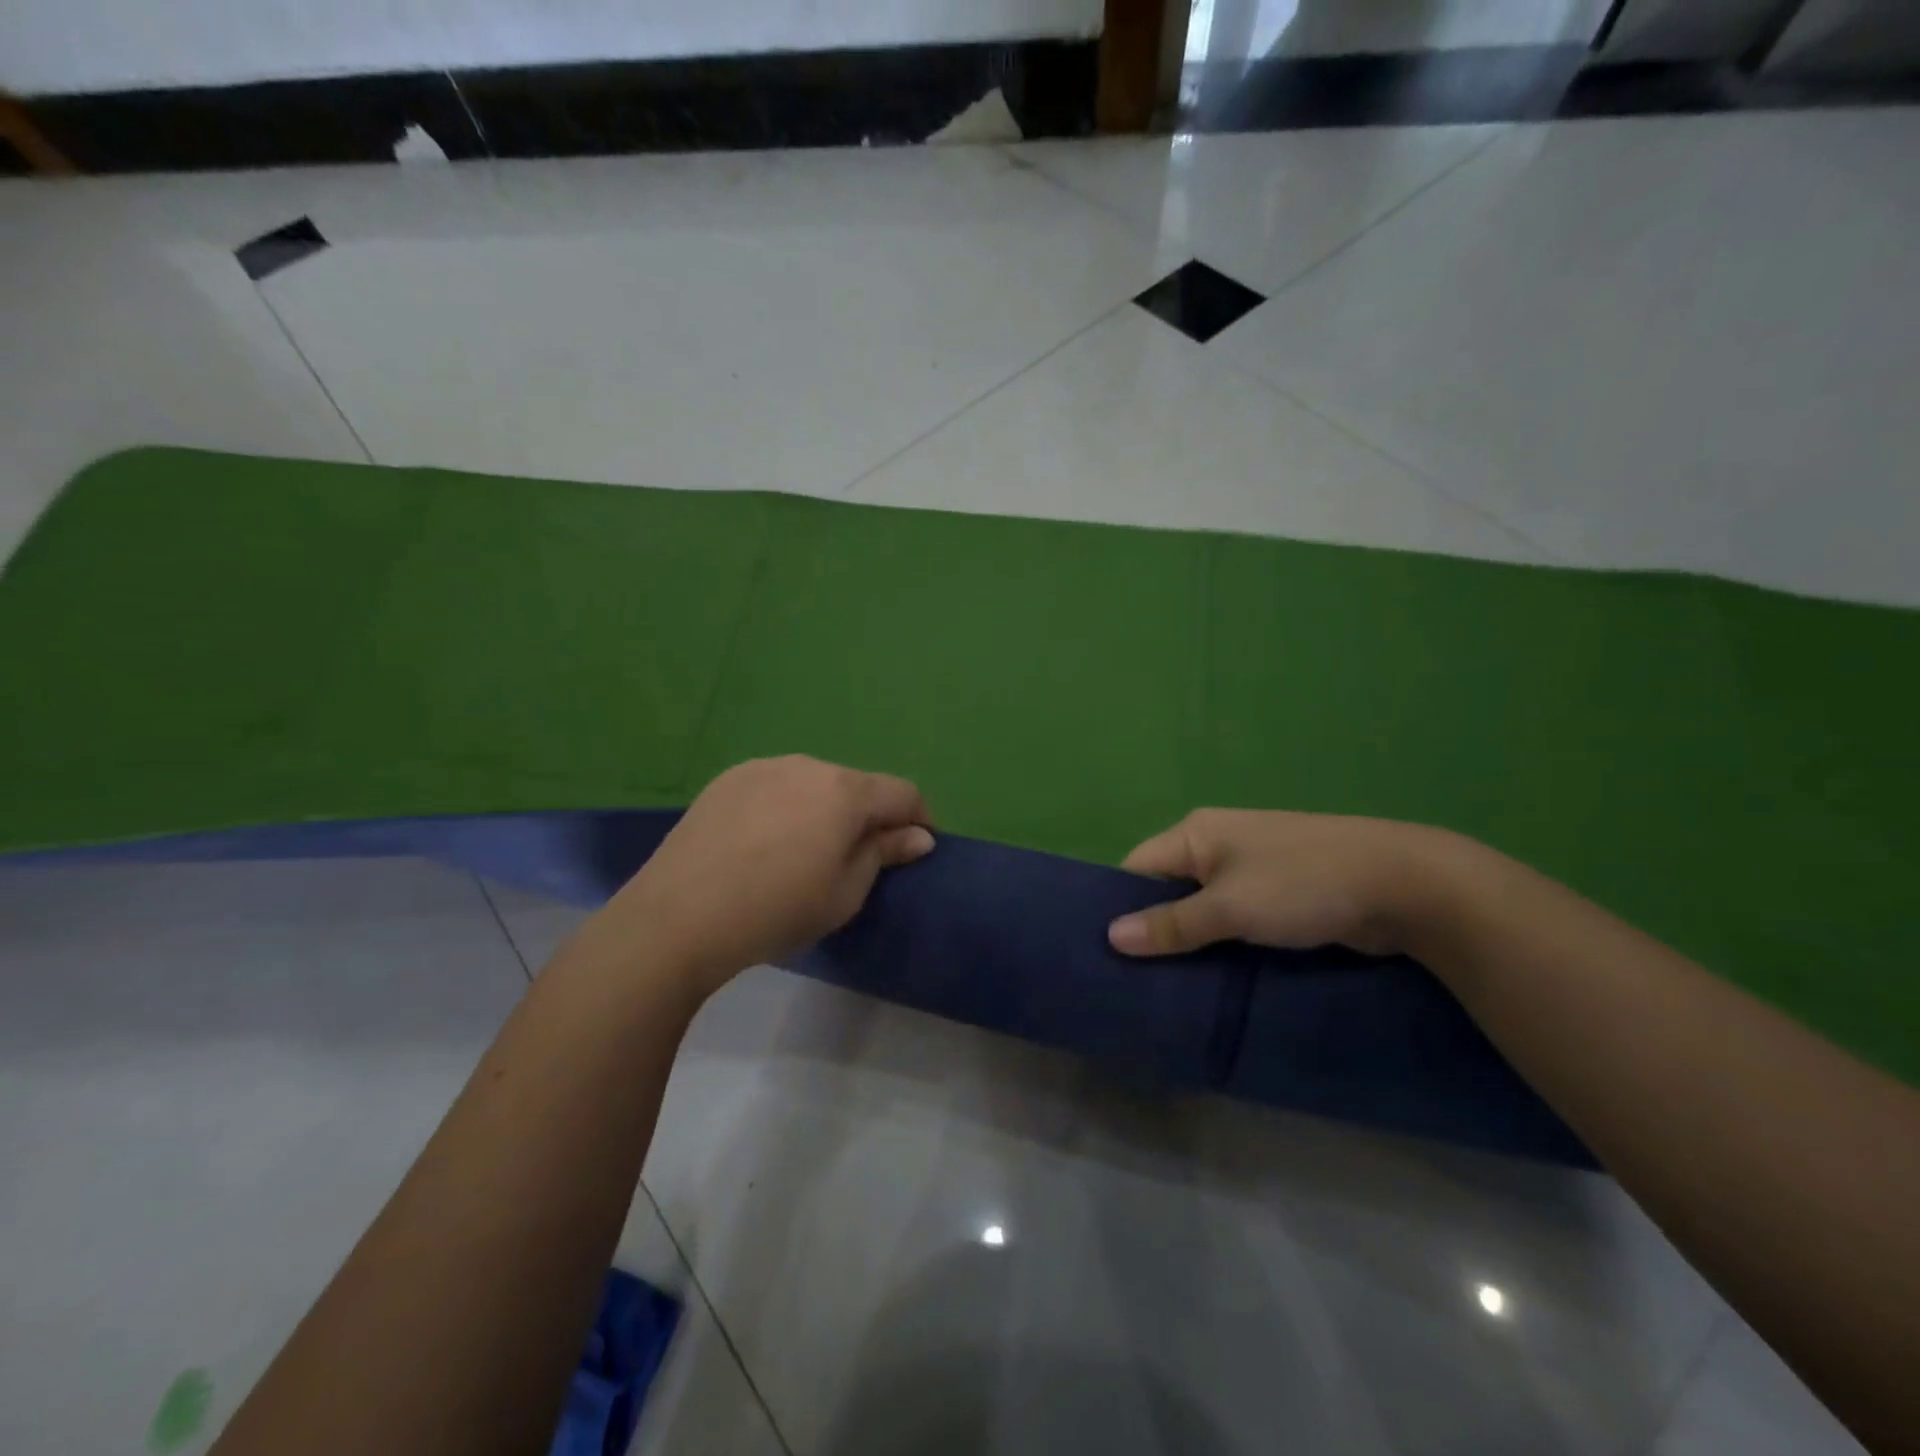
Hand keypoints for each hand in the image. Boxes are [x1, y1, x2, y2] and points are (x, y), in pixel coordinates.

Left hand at [600, 756, 933, 999]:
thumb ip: (885, 854)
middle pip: (857, 786)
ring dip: (826, 809)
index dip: (919, 819)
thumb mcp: (845, 893)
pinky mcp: (728, 779)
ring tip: (806, 851)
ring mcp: (764, 767)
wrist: (678, 917)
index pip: (903, 793)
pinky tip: (765, 842)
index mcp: (845, 791)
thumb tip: (920, 836)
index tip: (913, 849)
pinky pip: (776, 785)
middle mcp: (808, 765)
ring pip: (815, 783)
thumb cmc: (776, 910)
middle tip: (856, 859)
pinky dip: (787, 806)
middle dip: (869, 815)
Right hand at [1106, 808, 1464, 958]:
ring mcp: (1252, 867)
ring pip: (1204, 906)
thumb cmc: (1301, 885)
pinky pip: (1235, 917)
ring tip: (1169, 985)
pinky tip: (1215, 974)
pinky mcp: (1280, 892)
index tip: (1108, 953)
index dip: (1119, 905)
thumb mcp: (1229, 907)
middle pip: (1168, 887)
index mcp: (1196, 833)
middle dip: (1155, 928)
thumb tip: (1111, 937)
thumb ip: (1171, 924)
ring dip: (1191, 940)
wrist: (1402, 884)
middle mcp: (1218, 844)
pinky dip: (1223, 942)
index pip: (1137, 867)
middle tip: (1136, 978)